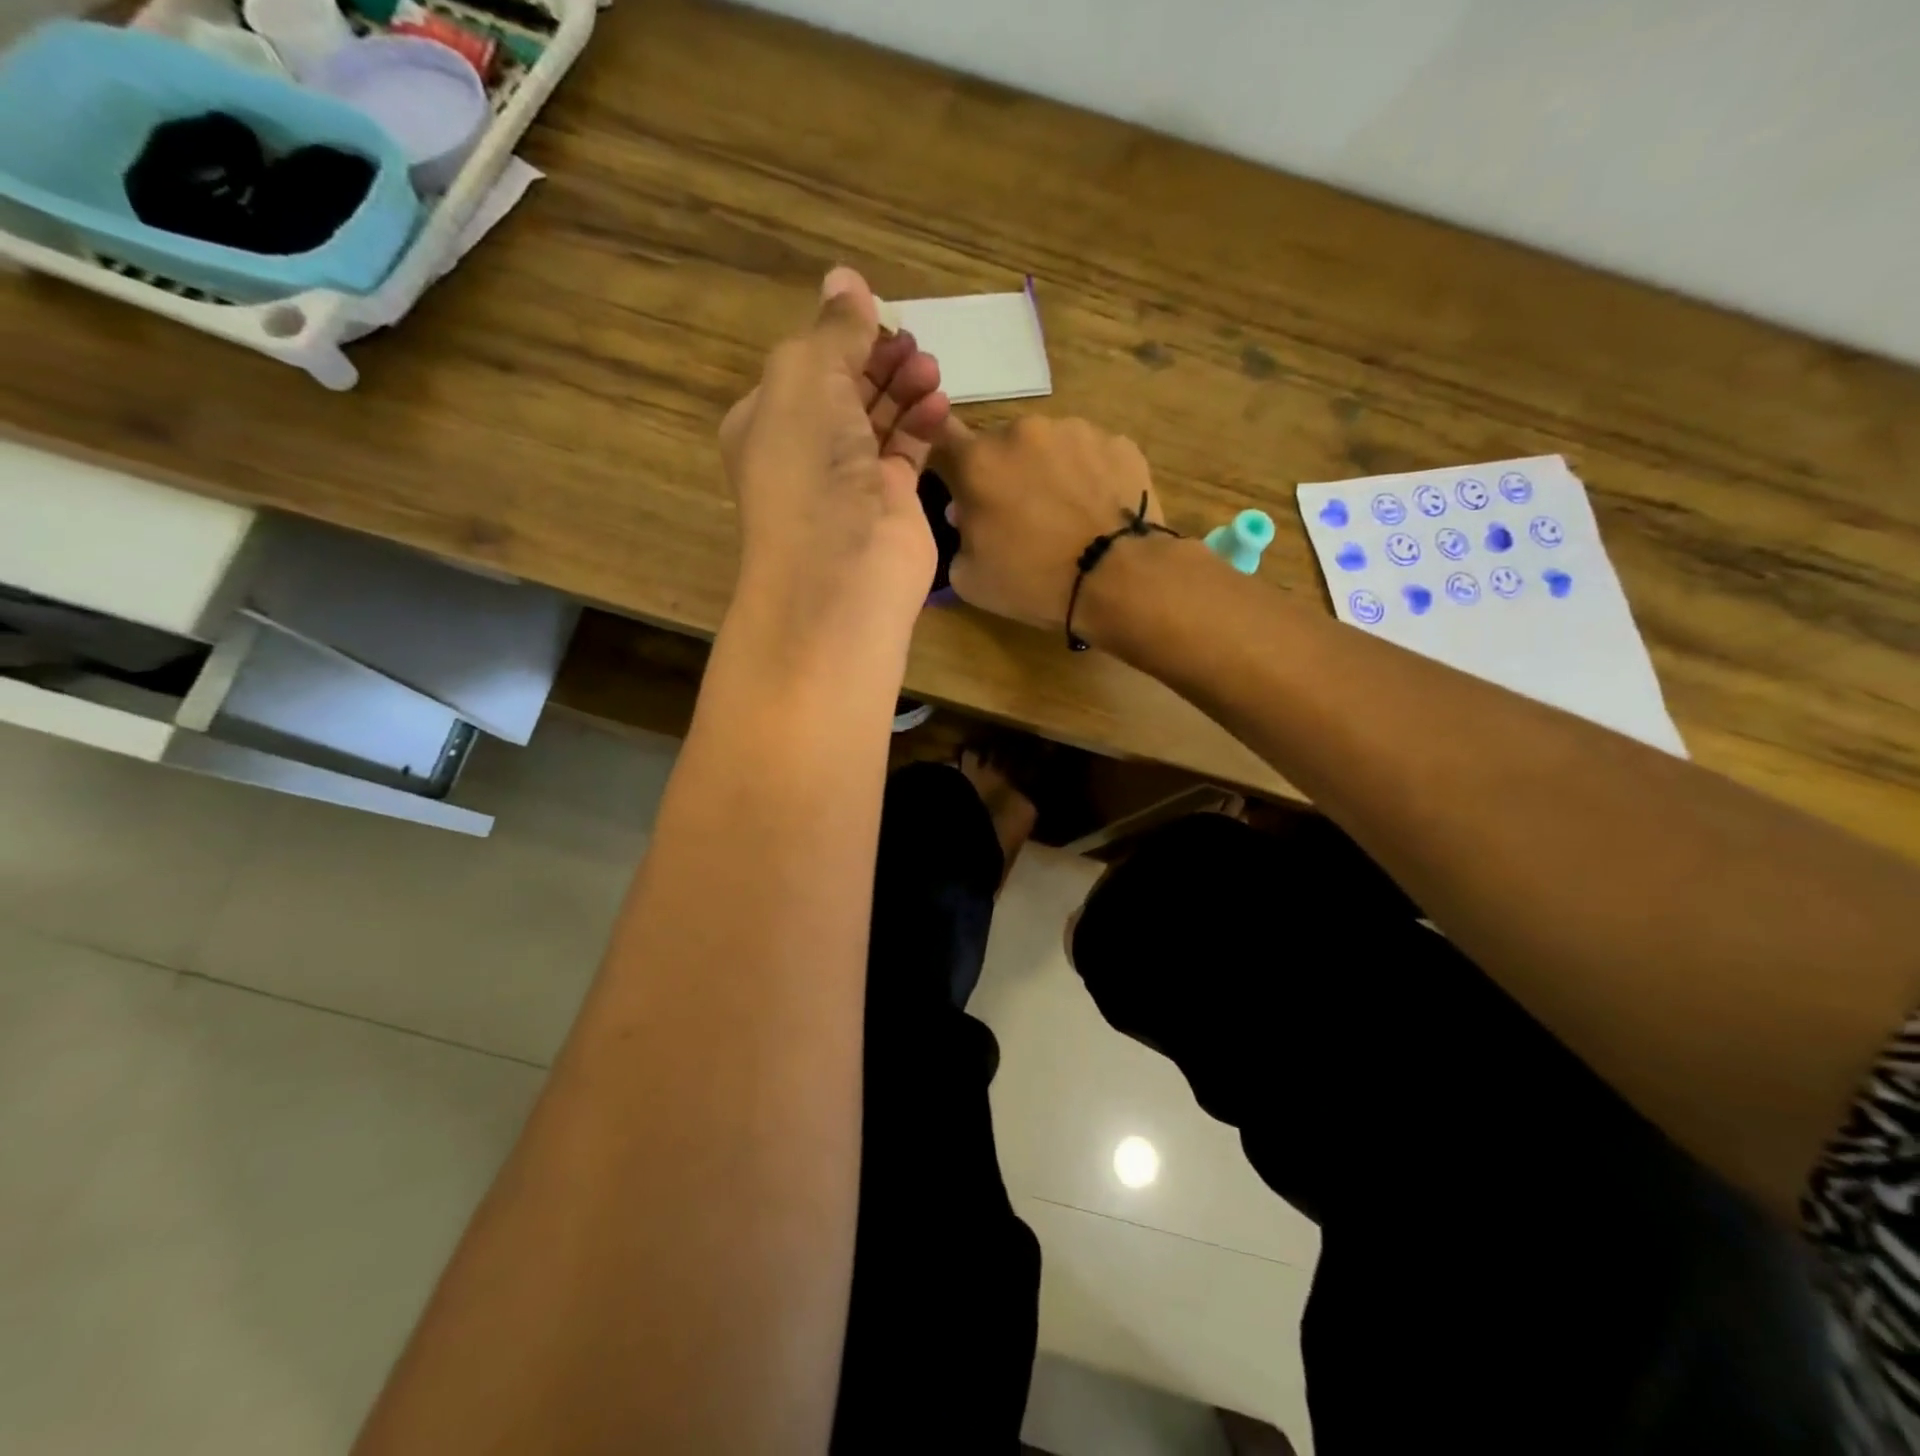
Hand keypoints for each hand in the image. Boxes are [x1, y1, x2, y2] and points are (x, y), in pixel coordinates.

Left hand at [720, 267, 951, 653]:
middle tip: (912, 342)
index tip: (880, 315)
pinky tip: (938, 401)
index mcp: (768, 420)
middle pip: (846, 390)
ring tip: (929, 366)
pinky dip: (922, 424)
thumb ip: (833, 328)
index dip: (841, 337)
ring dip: (904, 387)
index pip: (806, 366)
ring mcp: (849, 481)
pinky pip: (907, 452)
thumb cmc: (809, 466)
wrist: (841, 570)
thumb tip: (845, 278)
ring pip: (880, 420)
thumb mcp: (807, 377)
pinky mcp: (890, 504)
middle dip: (878, 360)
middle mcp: (806, 450)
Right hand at [939, 417, 1164, 632]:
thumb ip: (957, 538)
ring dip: (1048, 472)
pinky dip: (1089, 478)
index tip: (957, 483)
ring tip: (1066, 515)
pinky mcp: (1118, 442)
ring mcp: (1075, 431)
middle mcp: (1023, 431)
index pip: (944, 439)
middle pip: (1002, 447)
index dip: (948, 460)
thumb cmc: (1034, 581)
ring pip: (1049, 447)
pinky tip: (1098, 511)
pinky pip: (1092, 457)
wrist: (1118, 578)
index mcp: (978, 460)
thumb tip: (964, 517)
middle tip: (1018, 515)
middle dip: (1004, 474)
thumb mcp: (969, 578)